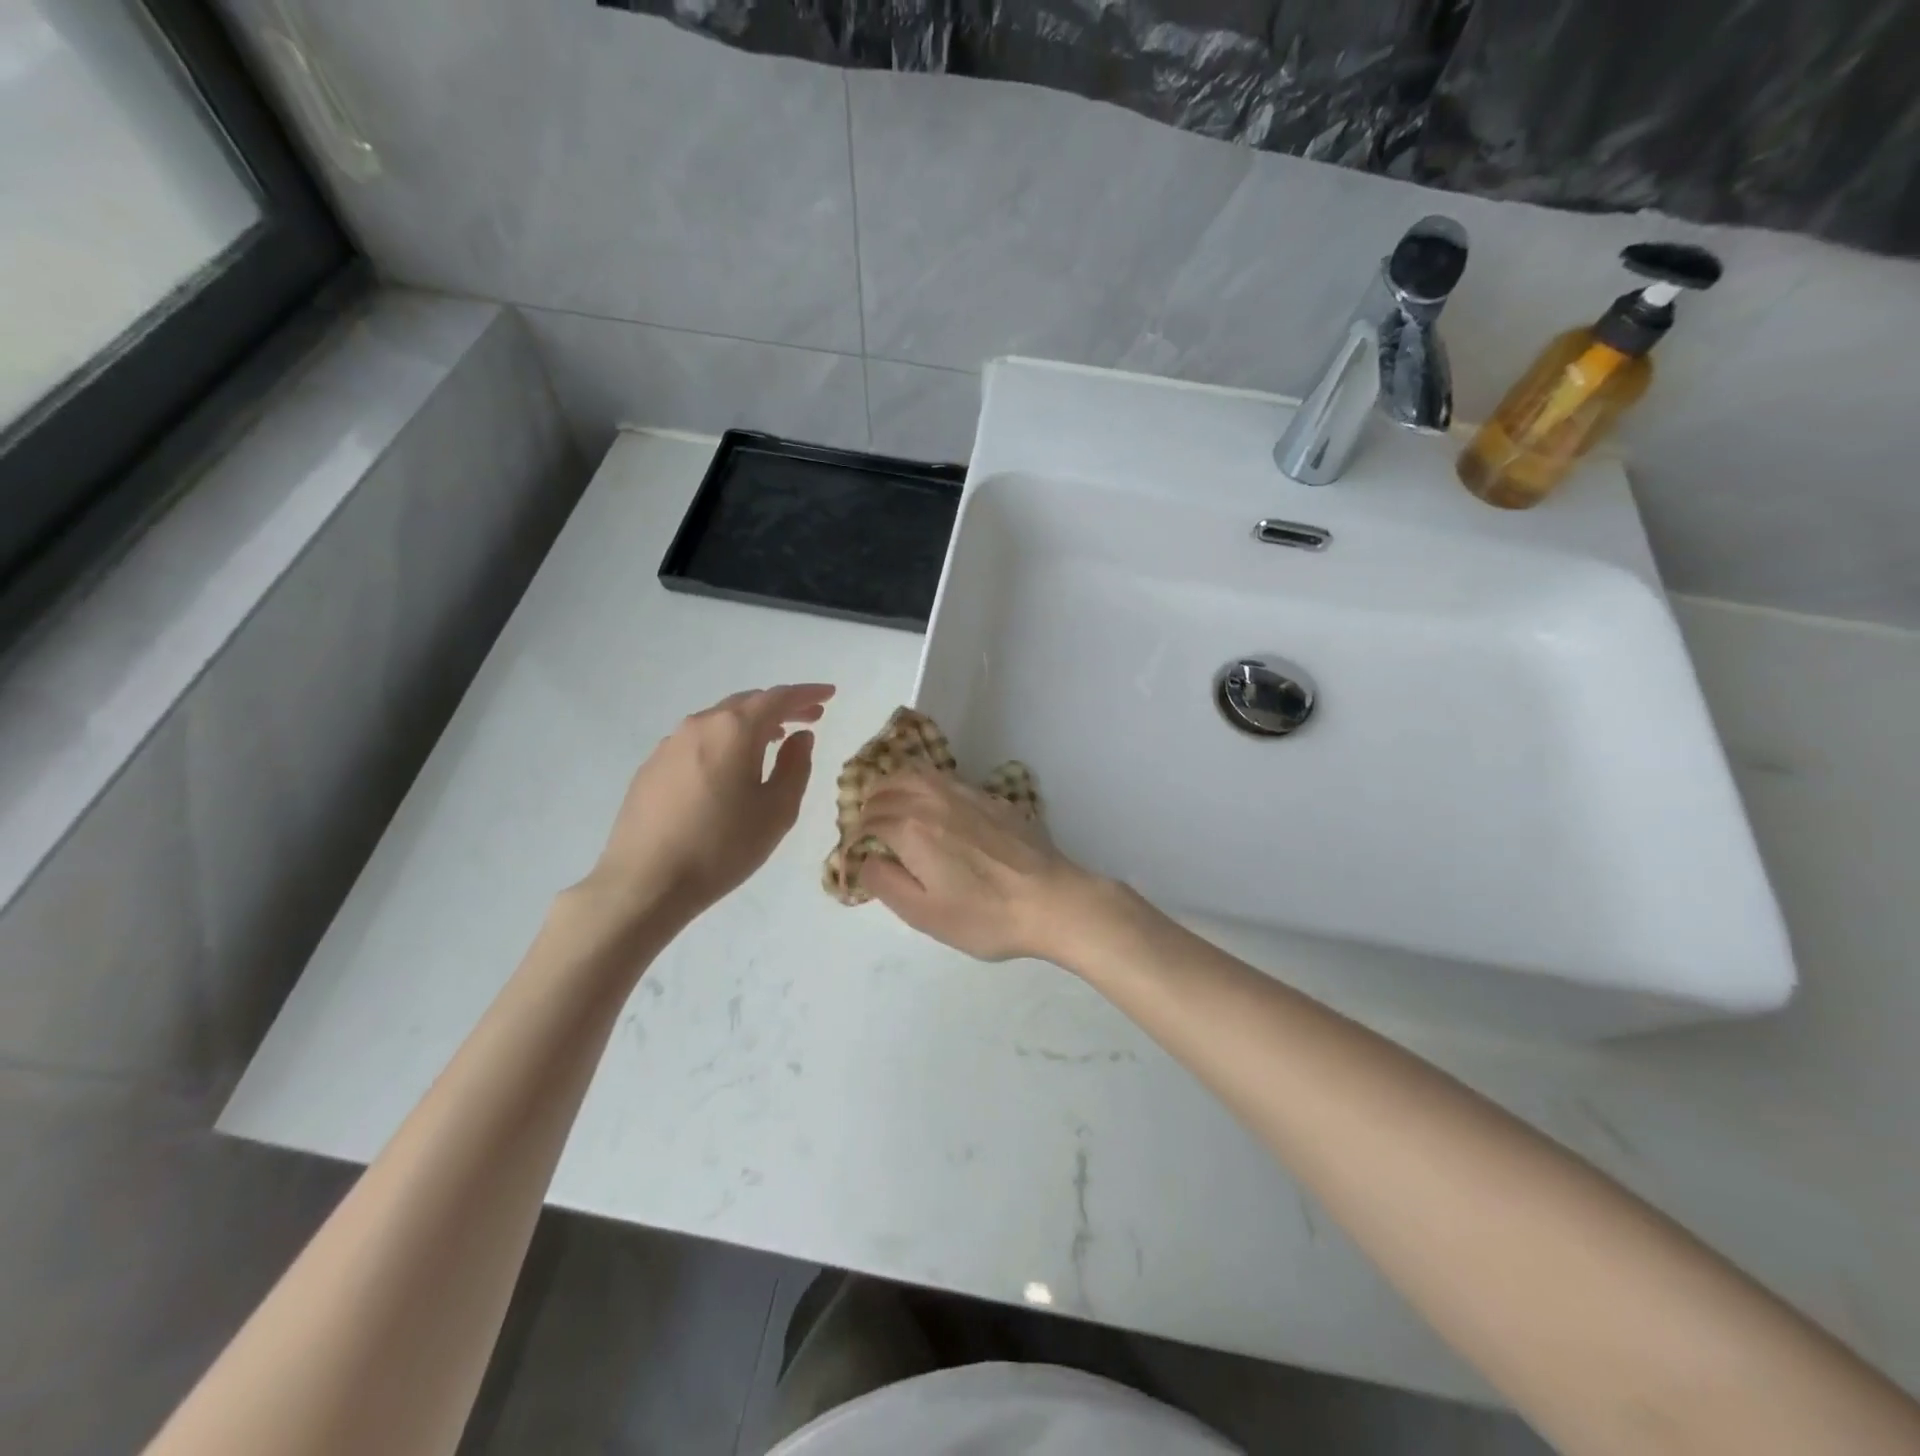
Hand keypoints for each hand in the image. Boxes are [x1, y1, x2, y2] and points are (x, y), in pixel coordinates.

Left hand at [577, 683, 833, 927]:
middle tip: (809, 718)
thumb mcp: (777, 810)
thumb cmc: (722, 846)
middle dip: (781, 707)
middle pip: (747, 703)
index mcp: (734, 730)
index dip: (807, 694)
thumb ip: (795, 766)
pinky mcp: (651, 767)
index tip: (830, 694)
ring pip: (719, 721)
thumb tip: (800, 737)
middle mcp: (699, 725)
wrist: (645, 882)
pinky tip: (729, 768)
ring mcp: (669, 745)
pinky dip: (723, 742)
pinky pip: (697, 741)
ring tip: (773, 740)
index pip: (778, 698)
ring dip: (751, 724)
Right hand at [853, 770, 1108, 962]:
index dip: (856, 836)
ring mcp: (965, 794)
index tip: (855, 854)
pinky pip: (944, 779)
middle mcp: (934, 800)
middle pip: (887, 787)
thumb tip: (865, 858)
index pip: (869, 820)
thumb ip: (885, 882)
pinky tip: (931, 806)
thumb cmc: (984, 916)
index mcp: (912, 829)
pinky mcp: (990, 798)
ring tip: (891, 807)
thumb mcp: (924, 914)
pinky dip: (924, 785)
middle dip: (869, 805)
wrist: (1052, 901)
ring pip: (916, 774)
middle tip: (867, 829)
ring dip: (894, 786)